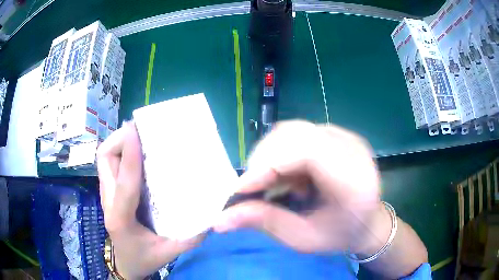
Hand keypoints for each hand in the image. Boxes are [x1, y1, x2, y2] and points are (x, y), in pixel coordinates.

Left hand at [97, 122, 201, 279]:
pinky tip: (139, 154)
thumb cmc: (144, 258)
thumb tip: (214, 213)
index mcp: (121, 218)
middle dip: (120, 139)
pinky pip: (111, 164)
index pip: (125, 183)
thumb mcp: (170, 252)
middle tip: (141, 130)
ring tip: (140, 137)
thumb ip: (192, 236)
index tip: (138, 131)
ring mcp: (106, 195)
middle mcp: (109, 201)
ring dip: (120, 143)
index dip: (131, 156)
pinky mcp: (110, 192)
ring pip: (105, 158)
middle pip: (104, 159)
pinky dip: (122, 152)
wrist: (126, 264)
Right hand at [214, 120, 382, 253]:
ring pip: (293, 130)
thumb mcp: (303, 239)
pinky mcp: (336, 134)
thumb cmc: (340, 235)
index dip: (267, 164)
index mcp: (353, 179)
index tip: (240, 189)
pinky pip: (298, 133)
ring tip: (271, 183)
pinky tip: (287, 175)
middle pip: (296, 134)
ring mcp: (345, 136)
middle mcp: (352, 148)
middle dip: (263, 160)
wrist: (367, 221)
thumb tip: (220, 219)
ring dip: (270, 155)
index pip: (307, 152)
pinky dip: (281, 152)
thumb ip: (265, 223)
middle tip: (250, 188)